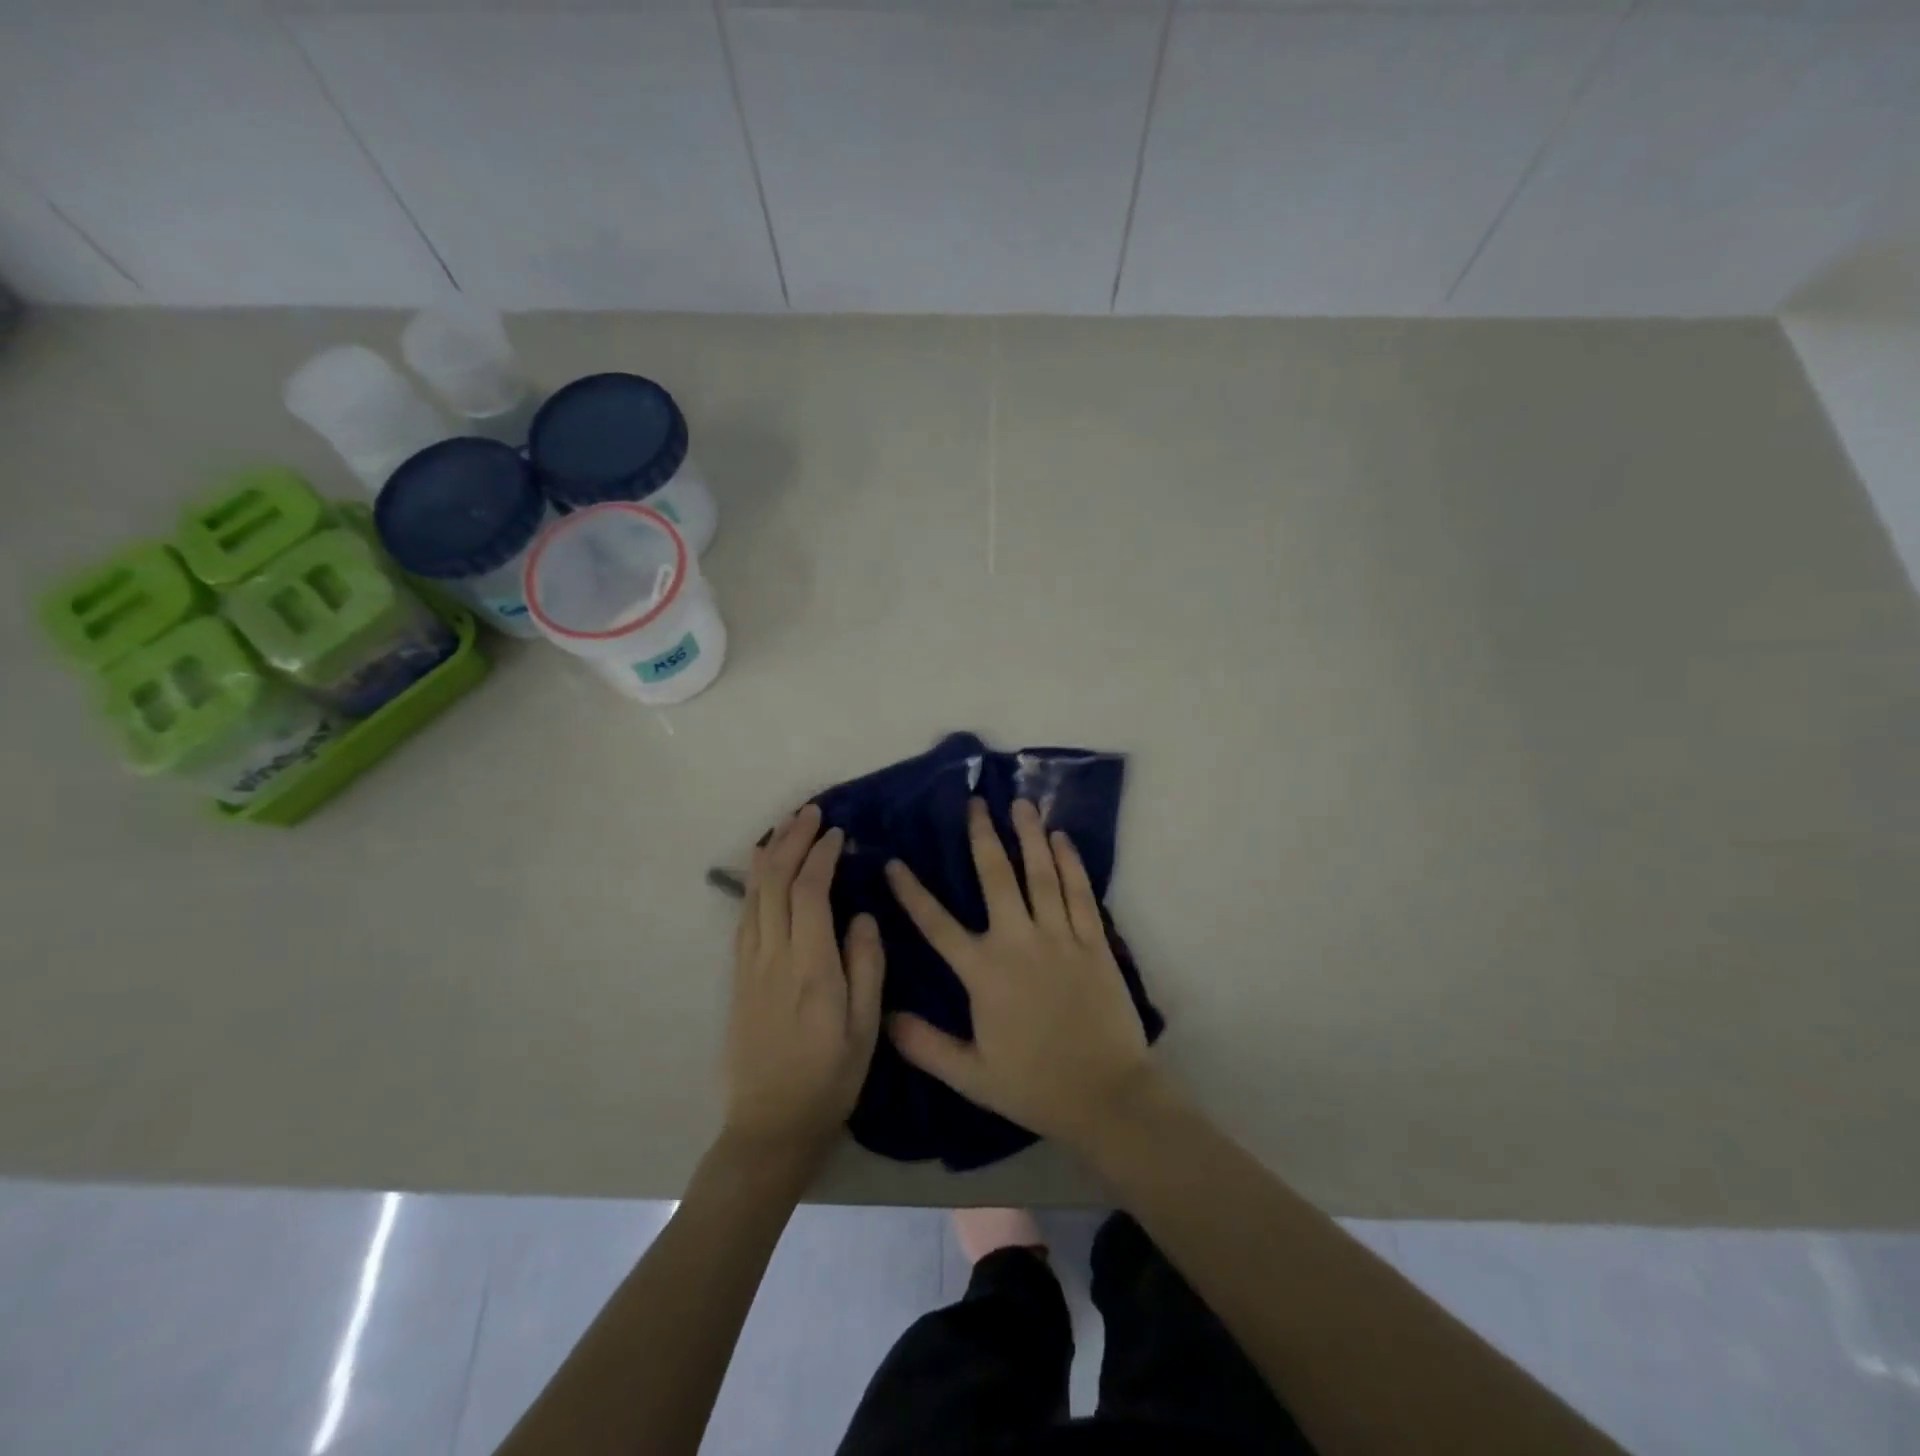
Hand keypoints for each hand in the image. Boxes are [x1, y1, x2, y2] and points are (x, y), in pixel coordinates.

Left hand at [723, 804, 883, 1170]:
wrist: (769, 1127)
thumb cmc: (828, 1080)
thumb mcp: (865, 1029)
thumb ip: (866, 967)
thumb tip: (863, 916)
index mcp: (810, 968)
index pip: (810, 892)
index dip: (821, 856)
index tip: (838, 833)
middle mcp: (773, 957)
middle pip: (775, 883)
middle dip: (792, 840)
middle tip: (810, 812)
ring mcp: (749, 966)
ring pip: (754, 895)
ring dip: (770, 856)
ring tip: (786, 828)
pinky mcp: (737, 978)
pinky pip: (744, 917)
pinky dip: (754, 884)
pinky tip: (763, 873)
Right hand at [885, 798, 1158, 1152]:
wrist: (1107, 1095)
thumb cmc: (1035, 1086)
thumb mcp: (970, 1075)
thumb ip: (924, 1044)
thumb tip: (885, 1013)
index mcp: (984, 973)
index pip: (937, 924)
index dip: (912, 893)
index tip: (895, 862)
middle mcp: (1019, 942)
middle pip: (996, 878)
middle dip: (982, 837)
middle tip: (975, 803)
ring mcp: (1060, 937)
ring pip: (1040, 874)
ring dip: (1028, 836)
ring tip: (1020, 803)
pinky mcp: (1094, 941)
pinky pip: (1079, 892)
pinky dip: (1070, 862)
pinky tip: (1061, 838)